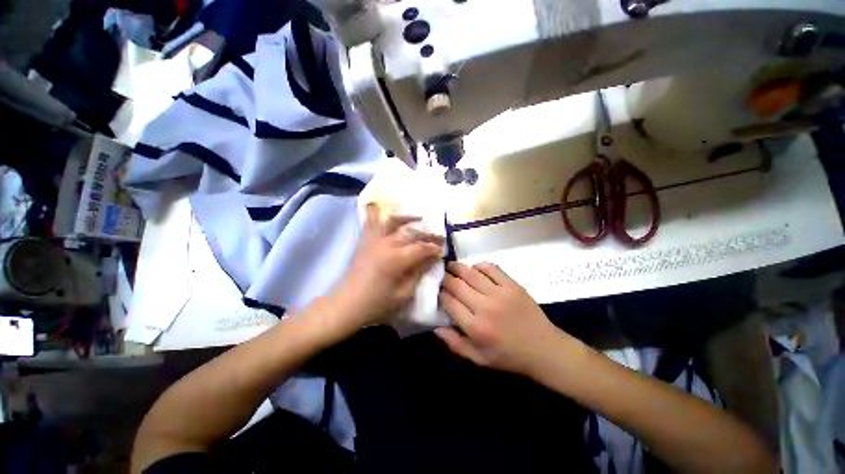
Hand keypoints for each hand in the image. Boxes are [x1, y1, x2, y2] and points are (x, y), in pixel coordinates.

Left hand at [331, 204, 443, 328]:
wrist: (346, 304)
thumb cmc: (377, 303)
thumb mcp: (403, 294)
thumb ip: (419, 273)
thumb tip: (431, 259)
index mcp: (397, 259)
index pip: (422, 248)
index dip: (434, 248)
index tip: (443, 250)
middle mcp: (386, 244)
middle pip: (412, 233)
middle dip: (428, 234)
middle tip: (439, 237)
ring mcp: (374, 240)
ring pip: (393, 221)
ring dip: (408, 217)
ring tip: (419, 217)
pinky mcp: (364, 241)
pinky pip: (370, 222)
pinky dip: (374, 212)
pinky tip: (379, 206)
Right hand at [436, 262, 575, 375]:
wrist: (544, 349)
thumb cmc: (509, 356)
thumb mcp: (479, 359)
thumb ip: (455, 343)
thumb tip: (435, 326)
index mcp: (476, 327)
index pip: (449, 302)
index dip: (440, 294)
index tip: (438, 292)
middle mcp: (485, 307)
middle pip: (457, 284)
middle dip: (445, 278)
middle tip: (441, 276)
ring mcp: (500, 293)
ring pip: (471, 273)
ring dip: (458, 267)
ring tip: (451, 266)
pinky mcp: (512, 285)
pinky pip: (491, 268)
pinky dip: (479, 265)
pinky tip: (475, 269)